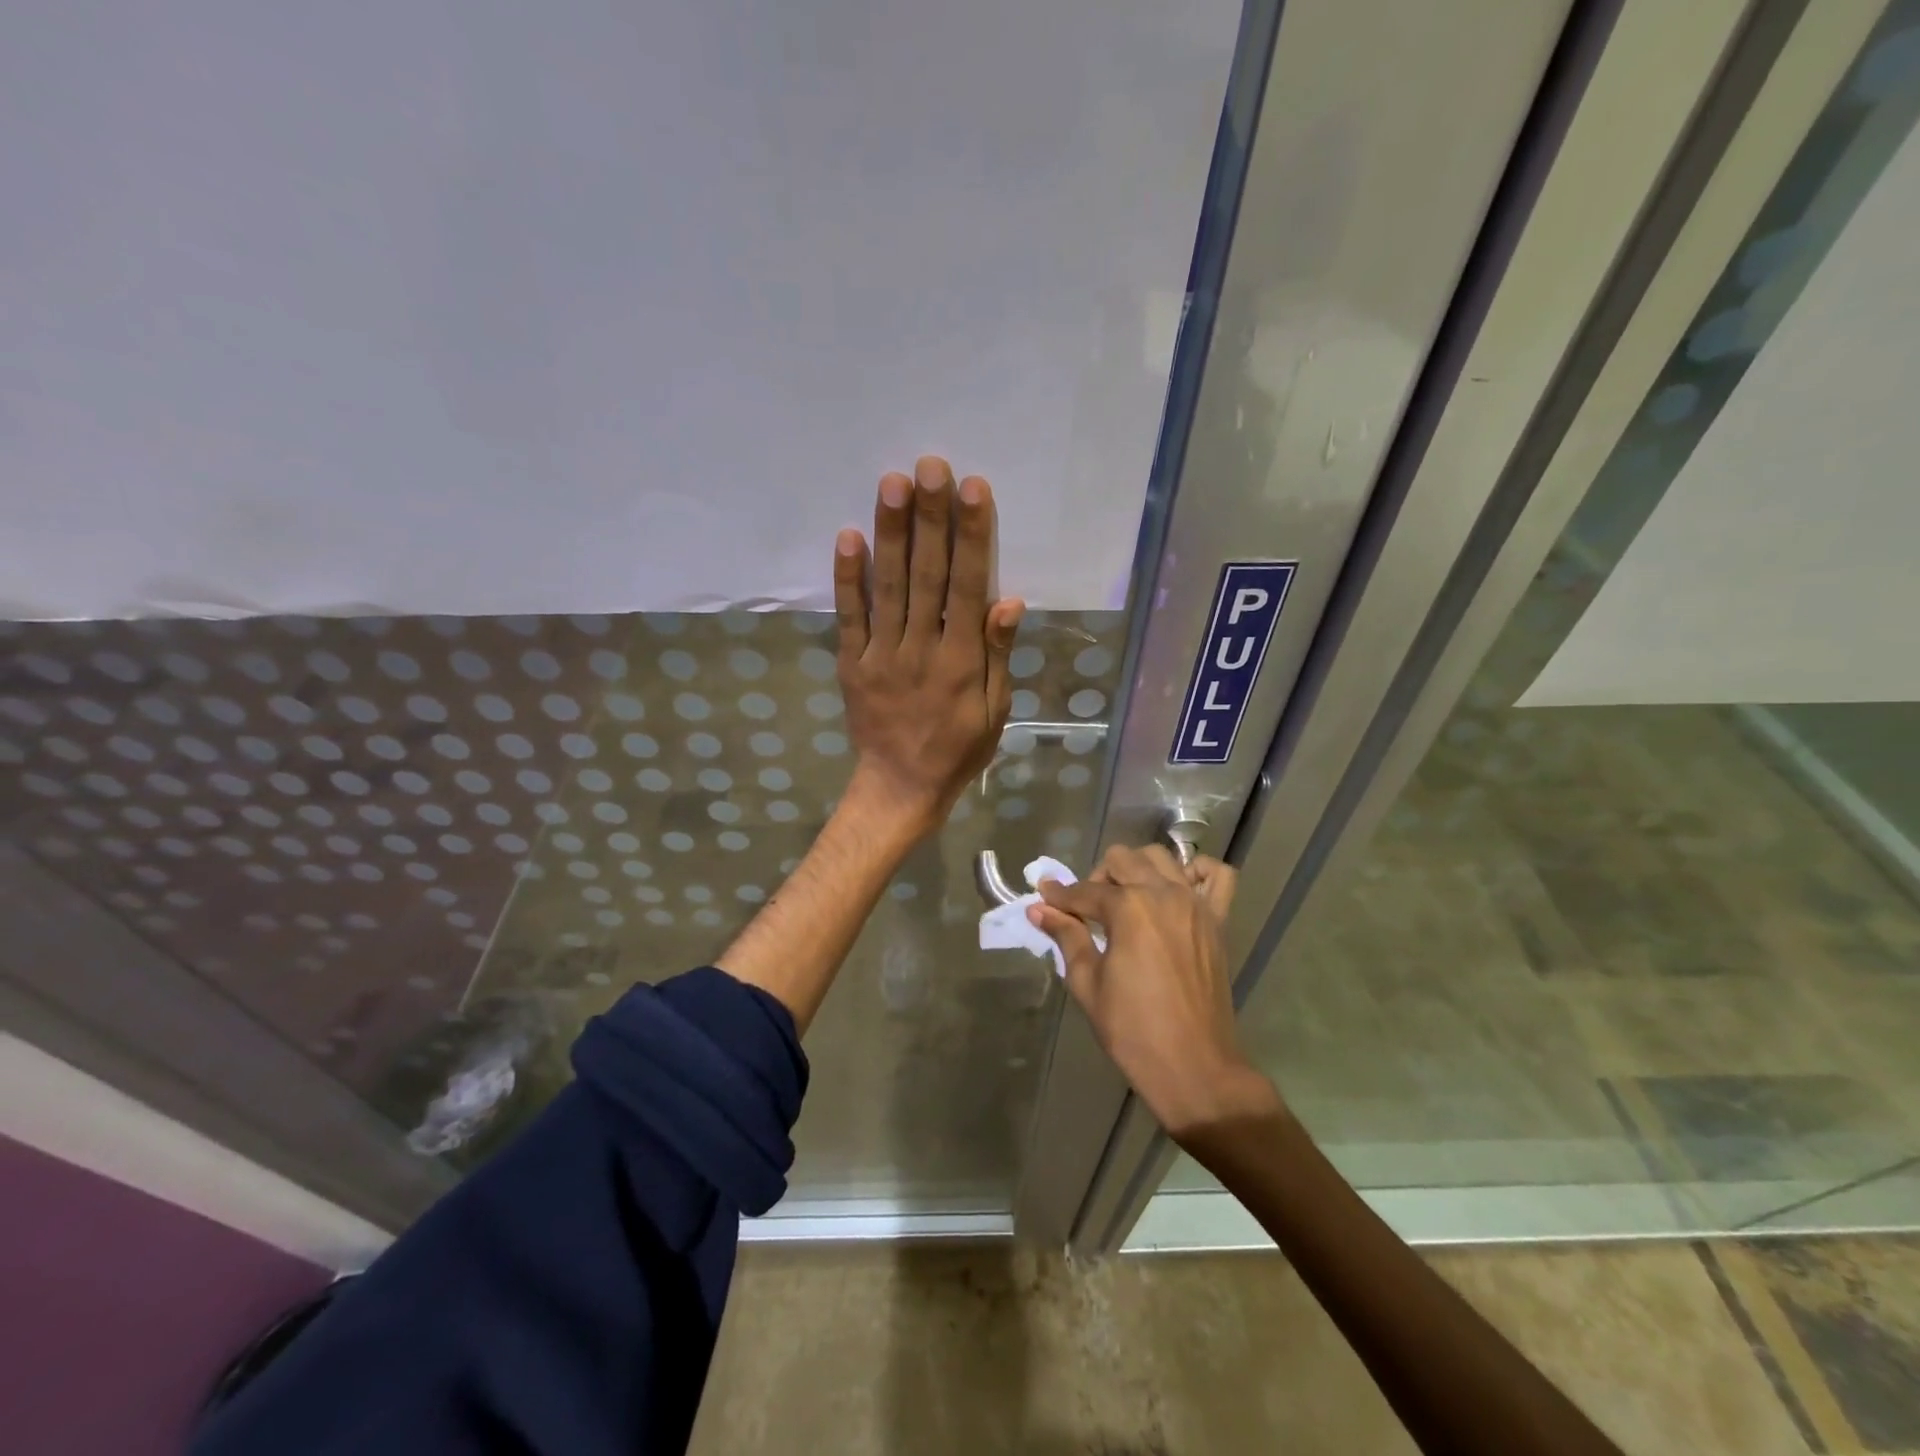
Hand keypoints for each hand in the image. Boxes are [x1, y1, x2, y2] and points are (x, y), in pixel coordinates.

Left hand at [833, 457, 1024, 837]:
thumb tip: (1010, 601)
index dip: (972, 536)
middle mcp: (922, 648)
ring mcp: (882, 654)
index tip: (972, 489)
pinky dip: (848, 578)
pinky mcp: (852, 663)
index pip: (970, 586)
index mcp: (963, 660)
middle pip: (928, 575)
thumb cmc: (959, 749)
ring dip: (891, 533)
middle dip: (930, 518)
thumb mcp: (995, 711)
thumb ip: (999, 655)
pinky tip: (848, 536)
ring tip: (893, 483)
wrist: (901, 787)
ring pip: (888, 587)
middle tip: (930, 466)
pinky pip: (849, 616)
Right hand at [1029, 846, 1282, 1137]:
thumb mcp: (1088, 983)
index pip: (1085, 891)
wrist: (1194, 1067)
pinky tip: (1178, 889)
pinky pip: (1217, 876)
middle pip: (1122, 860)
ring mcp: (1195, 904)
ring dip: (1138, 869)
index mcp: (1129, 908)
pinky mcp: (1217, 920)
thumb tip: (1038, 909)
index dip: (1059, 896)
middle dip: (1097, 878)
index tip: (1044, 898)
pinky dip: (1197, 872)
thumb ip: (1066, 937)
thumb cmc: (1133, 1029)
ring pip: (1162, 858)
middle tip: (1087, 911)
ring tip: (1127, 899)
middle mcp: (1164, 893)